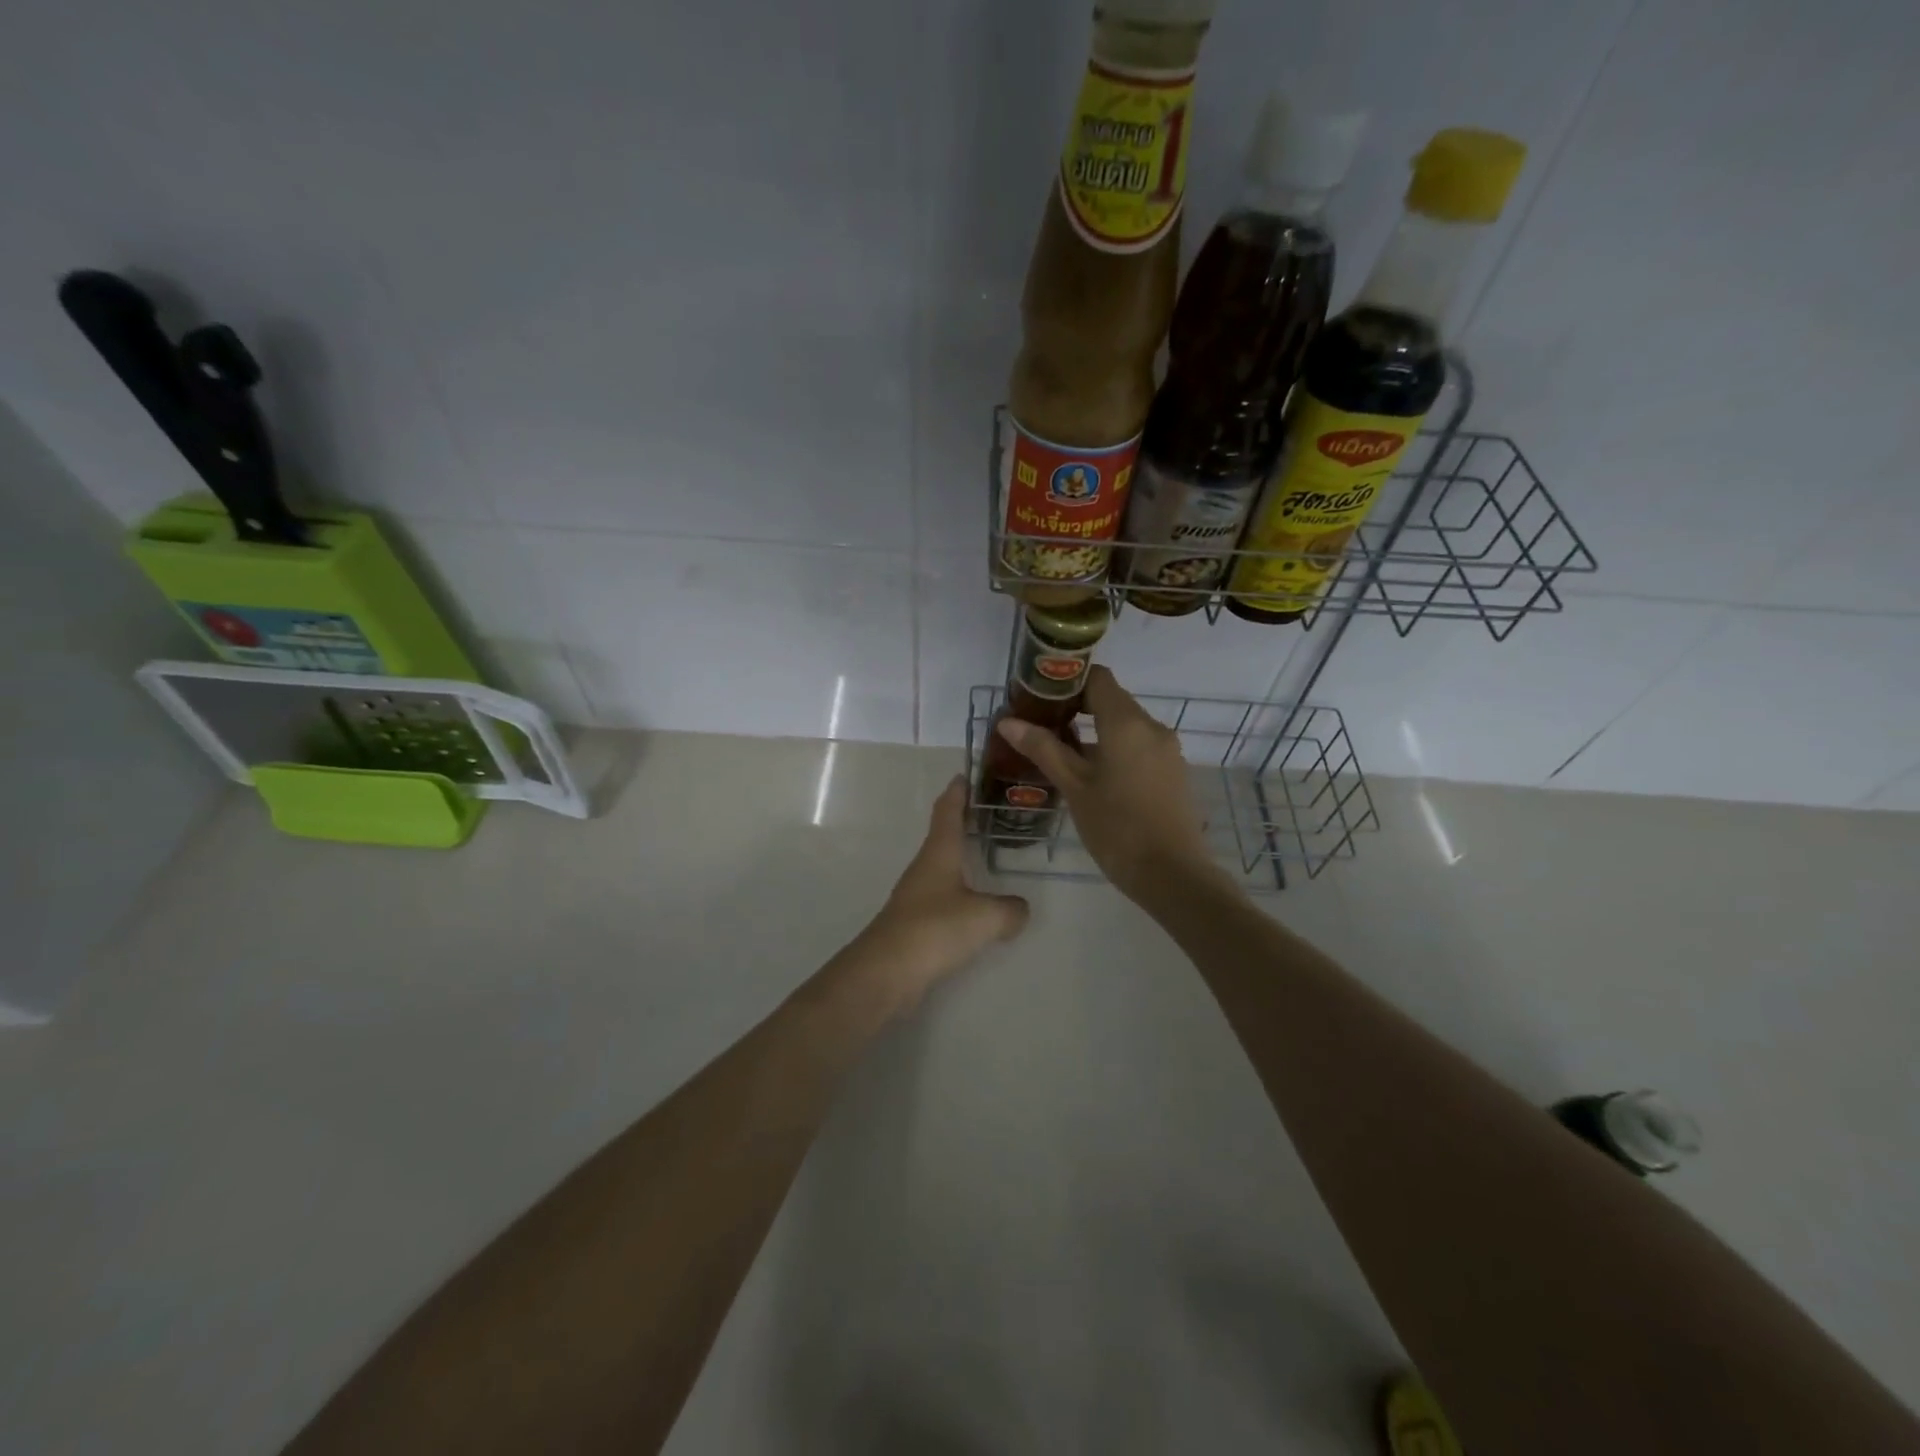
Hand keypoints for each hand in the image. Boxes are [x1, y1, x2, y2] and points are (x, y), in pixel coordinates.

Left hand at [857, 776, 1029, 1007]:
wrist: (887, 972)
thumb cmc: (935, 929)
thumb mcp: (985, 917)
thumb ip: (1009, 910)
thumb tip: (1019, 910)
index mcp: (939, 853)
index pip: (948, 812)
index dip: (957, 792)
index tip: (964, 775)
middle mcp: (925, 868)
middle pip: (943, 836)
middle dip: (963, 823)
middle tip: (988, 814)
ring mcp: (916, 896)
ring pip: (943, 869)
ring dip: (961, 859)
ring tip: (987, 858)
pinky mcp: (915, 923)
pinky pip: (944, 899)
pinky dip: (961, 895)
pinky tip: (976, 908)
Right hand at [995, 666, 1218, 903]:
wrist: (1173, 875)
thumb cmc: (1117, 828)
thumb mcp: (1074, 787)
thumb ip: (1043, 749)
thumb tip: (1007, 722)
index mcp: (1127, 722)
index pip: (1097, 678)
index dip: (1067, 682)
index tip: (1039, 698)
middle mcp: (1152, 727)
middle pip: (1111, 700)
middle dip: (1076, 708)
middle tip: (1042, 727)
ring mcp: (1166, 750)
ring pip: (1125, 726)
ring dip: (1094, 732)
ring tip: (1060, 753)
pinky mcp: (1172, 772)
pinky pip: (1138, 746)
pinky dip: (1114, 749)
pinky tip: (1092, 776)